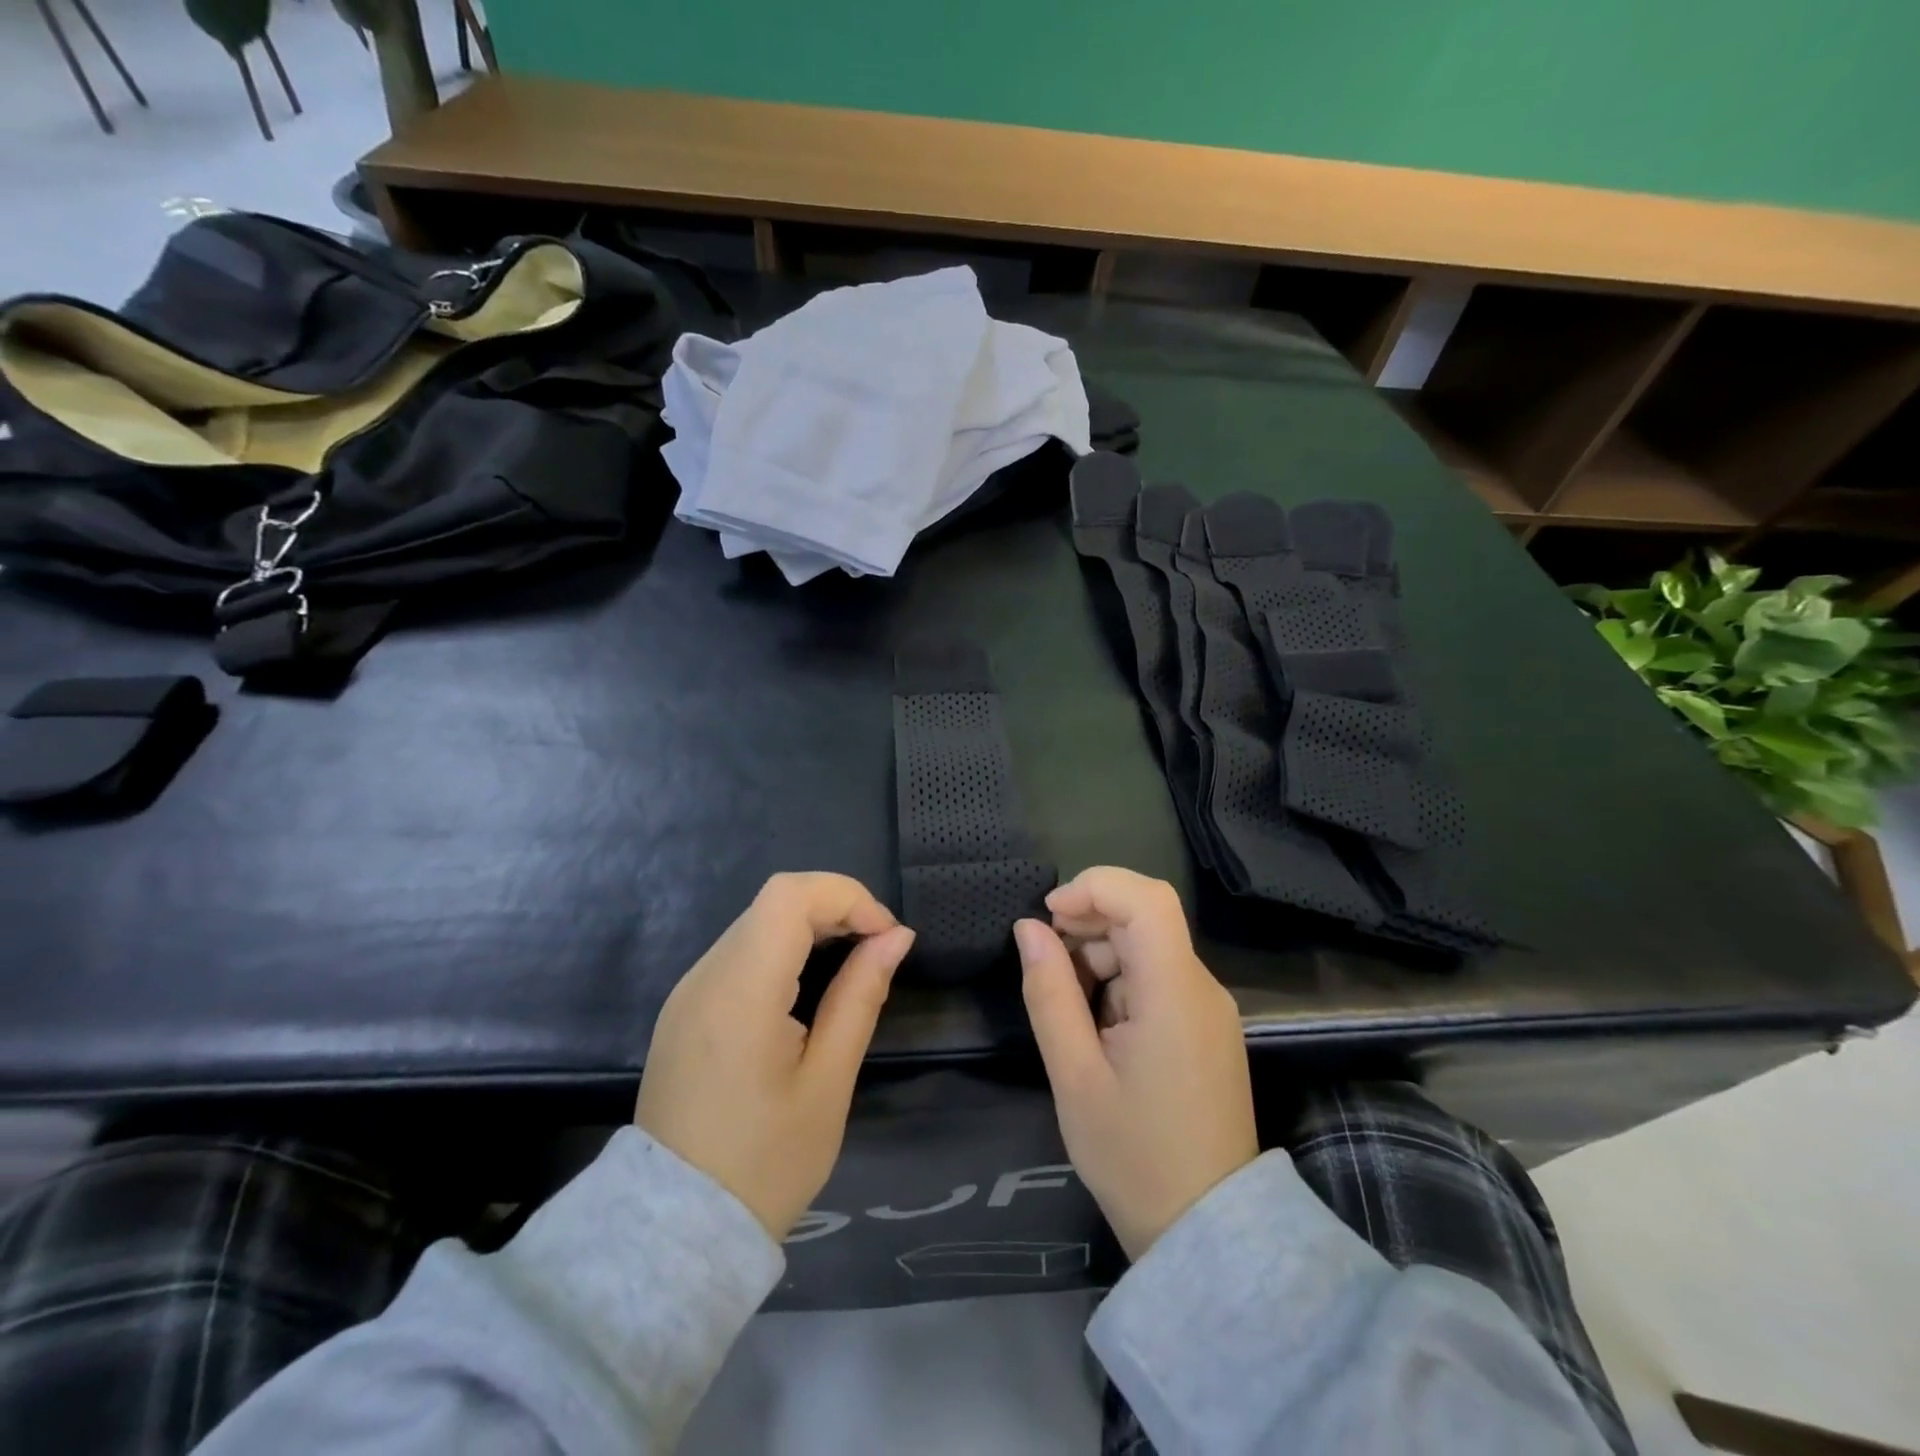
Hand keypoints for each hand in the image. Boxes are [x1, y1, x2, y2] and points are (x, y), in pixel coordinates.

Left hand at [636, 873, 914, 1240]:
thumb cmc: (765, 1163)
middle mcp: (705, 976)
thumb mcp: (828, 1082)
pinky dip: (783, 949)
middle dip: (835, 908)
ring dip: (810, 926)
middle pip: (774, 901)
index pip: (790, 896)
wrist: (676, 1232)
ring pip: (757, 922)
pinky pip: (739, 953)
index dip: (847, 897)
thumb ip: (861, 996)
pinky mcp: (684, 1009)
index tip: (887, 937)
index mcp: (740, 992)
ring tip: (851, 965)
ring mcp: (688, 991)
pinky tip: (807, 988)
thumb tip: (896, 937)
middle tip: (878, 949)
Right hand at [1015, 867, 1257, 1260]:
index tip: (1048, 916)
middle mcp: (1202, 988)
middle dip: (1088, 925)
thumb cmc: (1134, 1156)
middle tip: (1044, 966)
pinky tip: (1095, 1027)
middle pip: (1145, 919)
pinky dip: (1119, 983)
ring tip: (1067, 1009)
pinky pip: (1158, 980)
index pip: (1146, 899)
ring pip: (1148, 948)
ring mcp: (1208, 1009)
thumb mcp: (1074, 1075)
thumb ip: (1049, 993)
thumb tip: (1029, 929)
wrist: (1206, 1233)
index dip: (1094, 888)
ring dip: (1100, 957)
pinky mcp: (1205, 1029)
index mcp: (1176, 993)